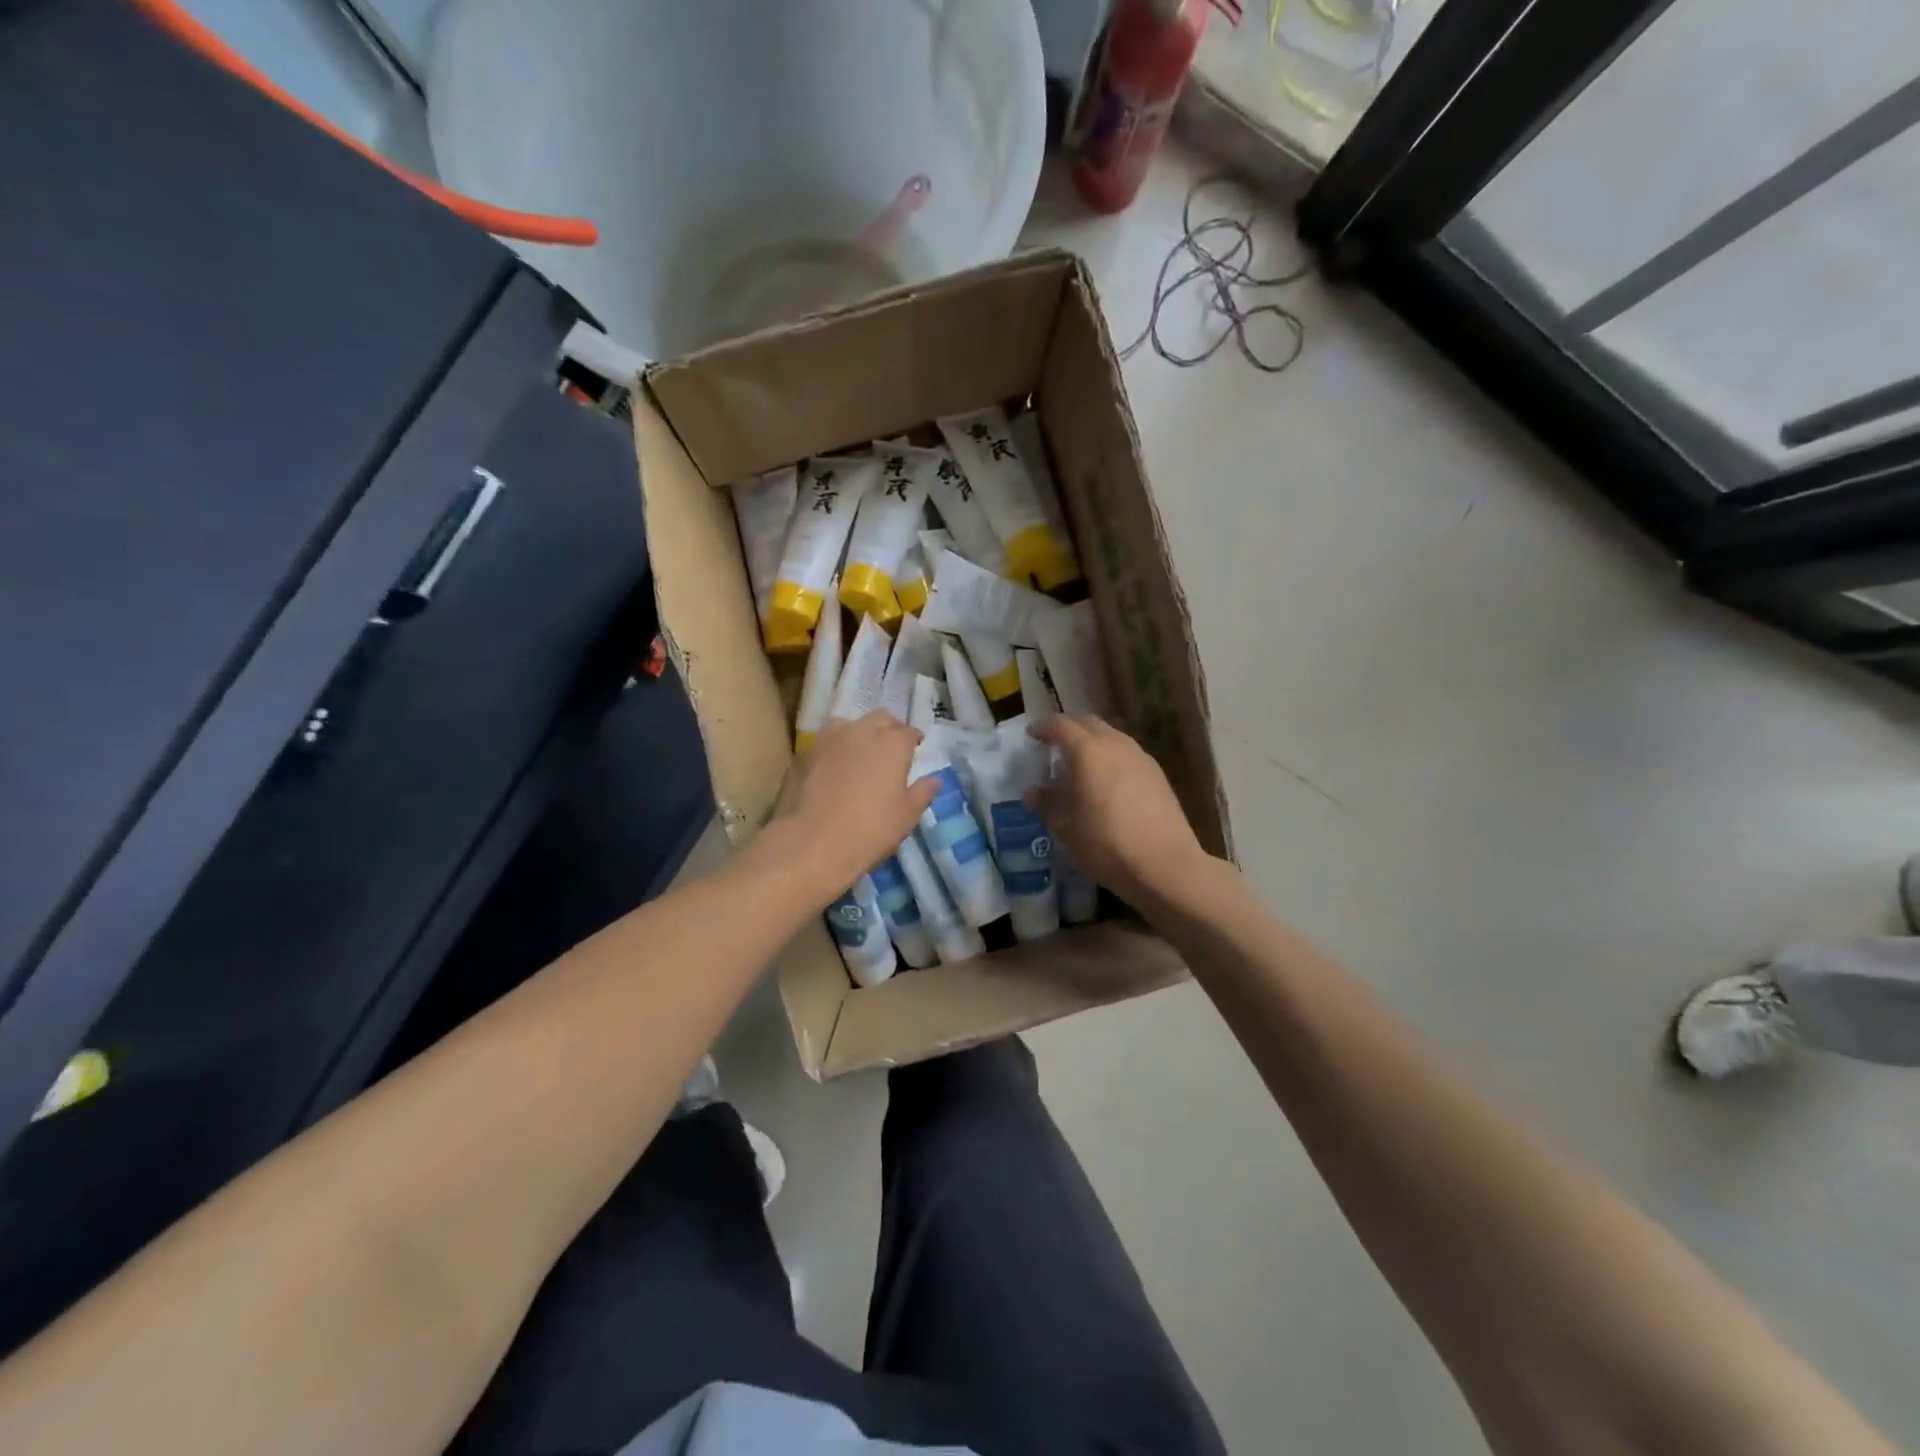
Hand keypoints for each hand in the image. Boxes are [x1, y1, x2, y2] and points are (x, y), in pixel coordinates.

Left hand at [766, 712, 936, 899]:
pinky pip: (825, 744)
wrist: (812, 843)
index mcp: (892, 743)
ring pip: (848, 725)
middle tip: (890, 750)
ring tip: (859, 755)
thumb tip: (935, 779)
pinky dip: (833, 751)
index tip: (915, 750)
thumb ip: (922, 793)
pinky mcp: (803, 754)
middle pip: (880, 719)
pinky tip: (832, 770)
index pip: (909, 732)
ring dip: (858, 734)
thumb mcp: (906, 816)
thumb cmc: (870, 829)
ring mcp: (828, 739)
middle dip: (888, 730)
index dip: (913, 741)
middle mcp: (861, 731)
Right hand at [1027, 716, 1214, 907]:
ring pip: (1112, 736)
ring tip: (1080, 762)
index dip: (1044, 727)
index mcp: (1088, 751)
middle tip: (1054, 743)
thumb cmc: (1106, 843)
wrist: (1165, 865)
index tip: (1032, 734)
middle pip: (1089, 723)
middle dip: (1069, 728)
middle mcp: (1116, 745)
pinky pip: (1127, 754)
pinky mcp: (1158, 775)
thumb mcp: (1066, 827)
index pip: (1061, 726)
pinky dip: (1111, 756)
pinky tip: (1107, 780)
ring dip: (1093, 741)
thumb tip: (1032, 792)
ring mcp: (1141, 758)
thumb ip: (1047, 804)